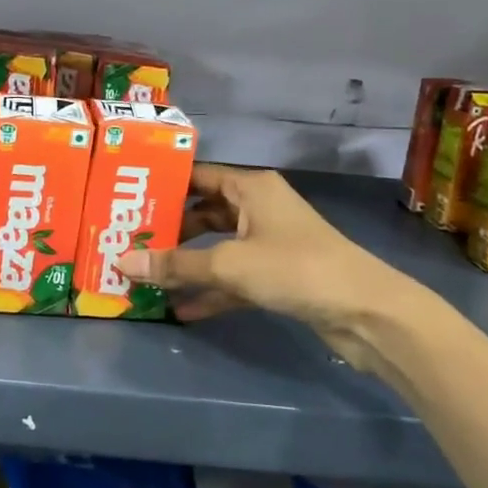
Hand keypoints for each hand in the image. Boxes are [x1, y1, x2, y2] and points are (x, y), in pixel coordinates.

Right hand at [118, 163, 445, 375]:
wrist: (366, 312)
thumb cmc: (295, 268)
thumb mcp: (229, 264)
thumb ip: (176, 264)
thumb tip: (121, 263)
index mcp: (250, 187)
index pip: (197, 175)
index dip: (163, 184)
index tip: (126, 197)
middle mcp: (258, 208)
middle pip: (203, 213)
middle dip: (169, 230)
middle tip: (128, 241)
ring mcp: (268, 243)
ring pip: (217, 248)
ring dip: (186, 264)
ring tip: (145, 276)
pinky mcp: (277, 277)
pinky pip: (233, 278)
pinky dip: (210, 291)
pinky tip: (180, 310)